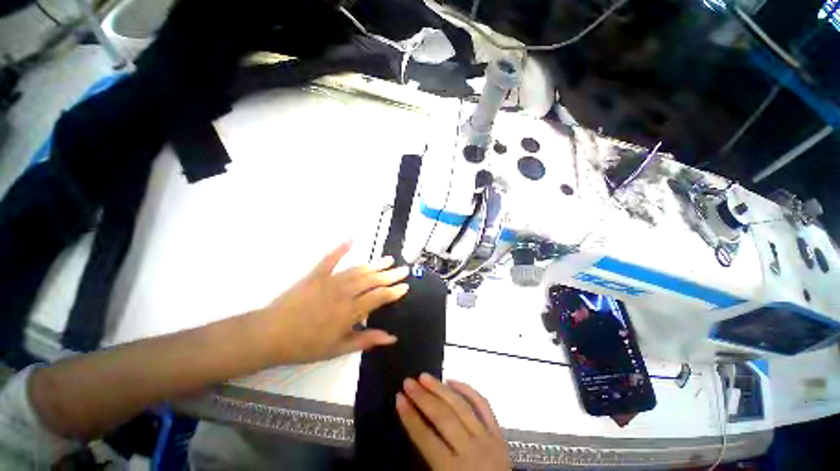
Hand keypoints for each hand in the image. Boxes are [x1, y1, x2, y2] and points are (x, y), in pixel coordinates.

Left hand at [255, 241, 408, 364]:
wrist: (271, 335)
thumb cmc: (306, 345)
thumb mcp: (338, 349)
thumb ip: (366, 340)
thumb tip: (391, 337)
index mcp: (350, 311)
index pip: (379, 297)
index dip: (394, 291)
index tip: (405, 286)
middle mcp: (345, 292)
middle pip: (373, 280)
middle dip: (390, 275)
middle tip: (403, 269)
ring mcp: (330, 280)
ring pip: (358, 269)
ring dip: (375, 264)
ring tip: (388, 259)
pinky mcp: (316, 274)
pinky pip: (331, 258)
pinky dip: (341, 247)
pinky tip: (352, 238)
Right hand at [396, 374, 510, 470]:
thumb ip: (427, 461)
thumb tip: (415, 428)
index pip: (425, 438)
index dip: (410, 417)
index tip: (398, 398)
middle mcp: (470, 450)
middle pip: (442, 417)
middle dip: (422, 398)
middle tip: (408, 382)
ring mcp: (487, 439)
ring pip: (460, 406)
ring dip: (440, 388)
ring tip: (424, 376)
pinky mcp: (498, 433)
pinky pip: (483, 405)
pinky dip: (467, 390)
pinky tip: (452, 381)